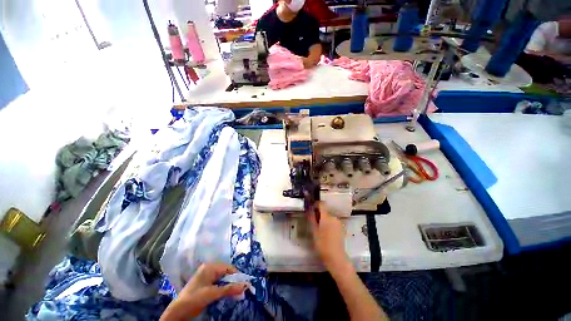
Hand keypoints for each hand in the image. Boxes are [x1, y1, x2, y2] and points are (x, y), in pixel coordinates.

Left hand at [160, 263, 247, 320]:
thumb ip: (229, 289)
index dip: (237, 275)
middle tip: (241, 290)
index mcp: (210, 267)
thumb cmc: (195, 299)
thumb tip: (245, 285)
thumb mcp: (213, 294)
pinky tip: (227, 294)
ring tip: (236, 293)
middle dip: (233, 281)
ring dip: (229, 285)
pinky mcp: (205, 284)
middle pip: (226, 273)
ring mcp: (206, 277)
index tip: (244, 284)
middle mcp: (209, 269)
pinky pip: (218, 283)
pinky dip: (223, 288)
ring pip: (222, 278)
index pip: (228, 268)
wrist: (177, 312)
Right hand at [308, 202, 346, 268]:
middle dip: (319, 214)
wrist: (336, 257)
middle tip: (314, 222)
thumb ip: (312, 218)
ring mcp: (338, 223)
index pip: (322, 204)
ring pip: (329, 217)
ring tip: (319, 229)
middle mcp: (334, 217)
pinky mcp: (341, 228)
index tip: (311, 208)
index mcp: (326, 217)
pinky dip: (329, 224)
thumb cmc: (322, 244)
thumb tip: (309, 209)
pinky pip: (333, 222)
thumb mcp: (314, 231)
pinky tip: (326, 233)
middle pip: (325, 211)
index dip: (316, 204)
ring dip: (324, 219)